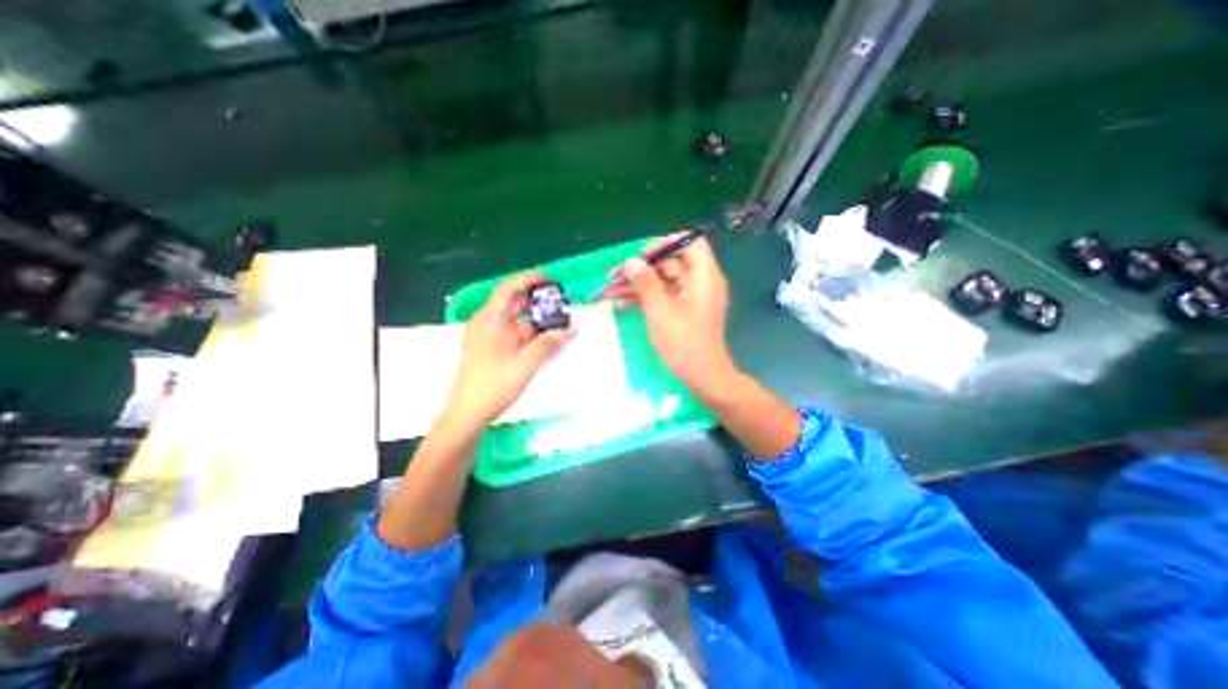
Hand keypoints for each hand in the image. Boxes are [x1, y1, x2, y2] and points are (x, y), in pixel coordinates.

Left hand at [441, 272, 575, 430]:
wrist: (468, 413)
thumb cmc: (494, 385)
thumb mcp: (526, 363)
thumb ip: (549, 343)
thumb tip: (570, 329)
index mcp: (490, 320)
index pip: (508, 289)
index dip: (528, 280)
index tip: (549, 280)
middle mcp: (487, 323)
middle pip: (513, 303)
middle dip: (537, 301)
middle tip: (560, 303)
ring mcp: (489, 337)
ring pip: (515, 320)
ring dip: (536, 320)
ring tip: (559, 322)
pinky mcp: (492, 348)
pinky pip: (513, 333)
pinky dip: (530, 333)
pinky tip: (546, 339)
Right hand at [607, 233, 732, 388]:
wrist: (702, 377)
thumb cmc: (684, 342)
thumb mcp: (660, 310)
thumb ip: (645, 283)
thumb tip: (631, 261)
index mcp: (703, 276)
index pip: (690, 243)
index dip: (666, 244)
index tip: (642, 255)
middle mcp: (699, 283)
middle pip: (670, 263)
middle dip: (641, 268)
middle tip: (614, 275)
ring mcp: (690, 298)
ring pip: (662, 282)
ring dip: (637, 285)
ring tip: (609, 290)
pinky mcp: (682, 312)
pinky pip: (662, 297)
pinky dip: (644, 299)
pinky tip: (620, 303)